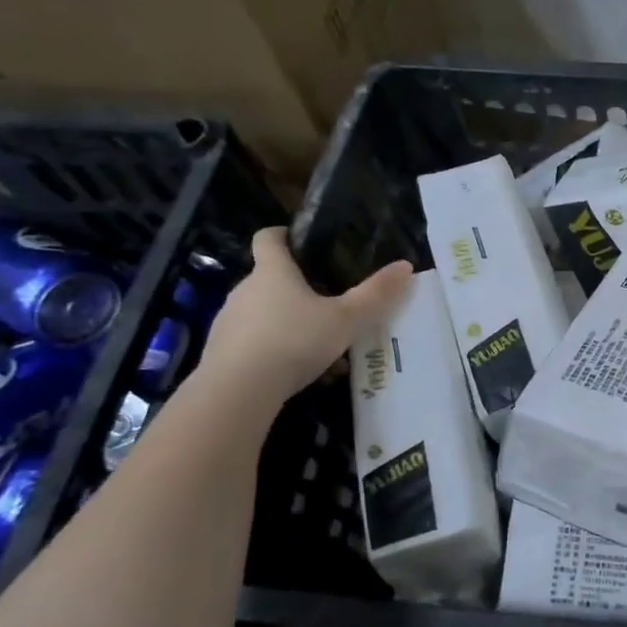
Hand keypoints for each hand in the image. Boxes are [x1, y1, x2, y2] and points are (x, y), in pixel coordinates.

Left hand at [201, 228, 412, 399]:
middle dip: (294, 286)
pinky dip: (270, 349)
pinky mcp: (220, 353)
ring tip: (314, 343)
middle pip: (267, 277)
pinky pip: (250, 341)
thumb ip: (376, 294)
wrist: (237, 392)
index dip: (283, 235)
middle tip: (326, 301)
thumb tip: (406, 265)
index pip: (269, 238)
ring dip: (283, 321)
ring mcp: (228, 321)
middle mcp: (244, 289)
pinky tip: (292, 370)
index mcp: (273, 272)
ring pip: (260, 312)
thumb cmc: (293, 341)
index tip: (300, 242)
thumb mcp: (346, 319)